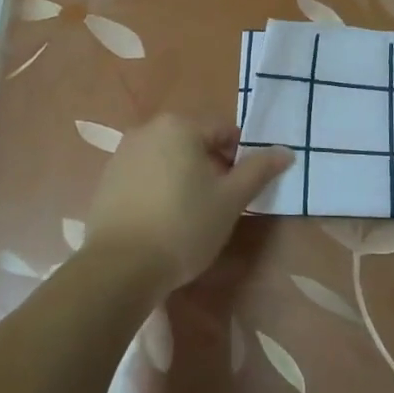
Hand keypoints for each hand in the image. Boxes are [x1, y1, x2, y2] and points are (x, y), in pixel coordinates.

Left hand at [84, 115, 292, 294]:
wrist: (119, 267)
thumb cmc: (183, 226)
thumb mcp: (230, 200)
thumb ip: (259, 170)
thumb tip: (286, 151)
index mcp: (180, 126)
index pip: (223, 131)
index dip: (239, 157)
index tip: (242, 189)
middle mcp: (147, 129)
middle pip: (193, 141)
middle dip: (211, 166)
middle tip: (220, 203)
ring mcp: (123, 153)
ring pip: (168, 157)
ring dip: (184, 176)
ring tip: (191, 214)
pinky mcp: (107, 178)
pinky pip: (145, 174)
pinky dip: (159, 187)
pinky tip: (162, 219)